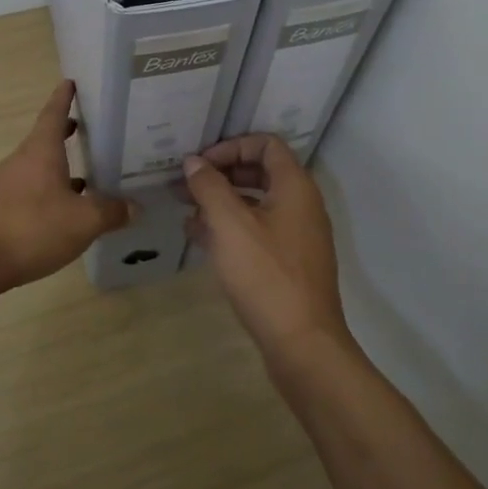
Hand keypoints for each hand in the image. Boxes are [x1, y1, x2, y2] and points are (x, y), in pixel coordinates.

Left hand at [0, 81, 133, 290]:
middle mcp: (21, 161)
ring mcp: (7, 185)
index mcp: (41, 151)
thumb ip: (111, 212)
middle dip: (66, 132)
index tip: (70, 82)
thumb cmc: (31, 228)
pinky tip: (63, 210)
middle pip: (45, 139)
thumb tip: (134, 206)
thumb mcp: (83, 221)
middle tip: (88, 128)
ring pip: (38, 167)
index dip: (63, 98)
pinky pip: (30, 190)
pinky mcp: (0, 209)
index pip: (53, 114)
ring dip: (59, 166)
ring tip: (86, 174)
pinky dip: (50, 191)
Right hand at [183, 134, 347, 361]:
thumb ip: (209, 187)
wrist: (302, 344)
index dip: (231, 146)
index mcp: (295, 187)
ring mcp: (297, 236)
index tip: (200, 164)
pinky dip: (230, 228)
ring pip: (256, 204)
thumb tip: (194, 162)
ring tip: (185, 209)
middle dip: (221, 174)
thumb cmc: (265, 275)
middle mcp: (301, 205)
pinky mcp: (288, 263)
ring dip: (221, 202)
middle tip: (185, 185)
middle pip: (260, 172)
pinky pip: (257, 231)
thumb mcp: (230, 224)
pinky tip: (199, 237)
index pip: (266, 144)